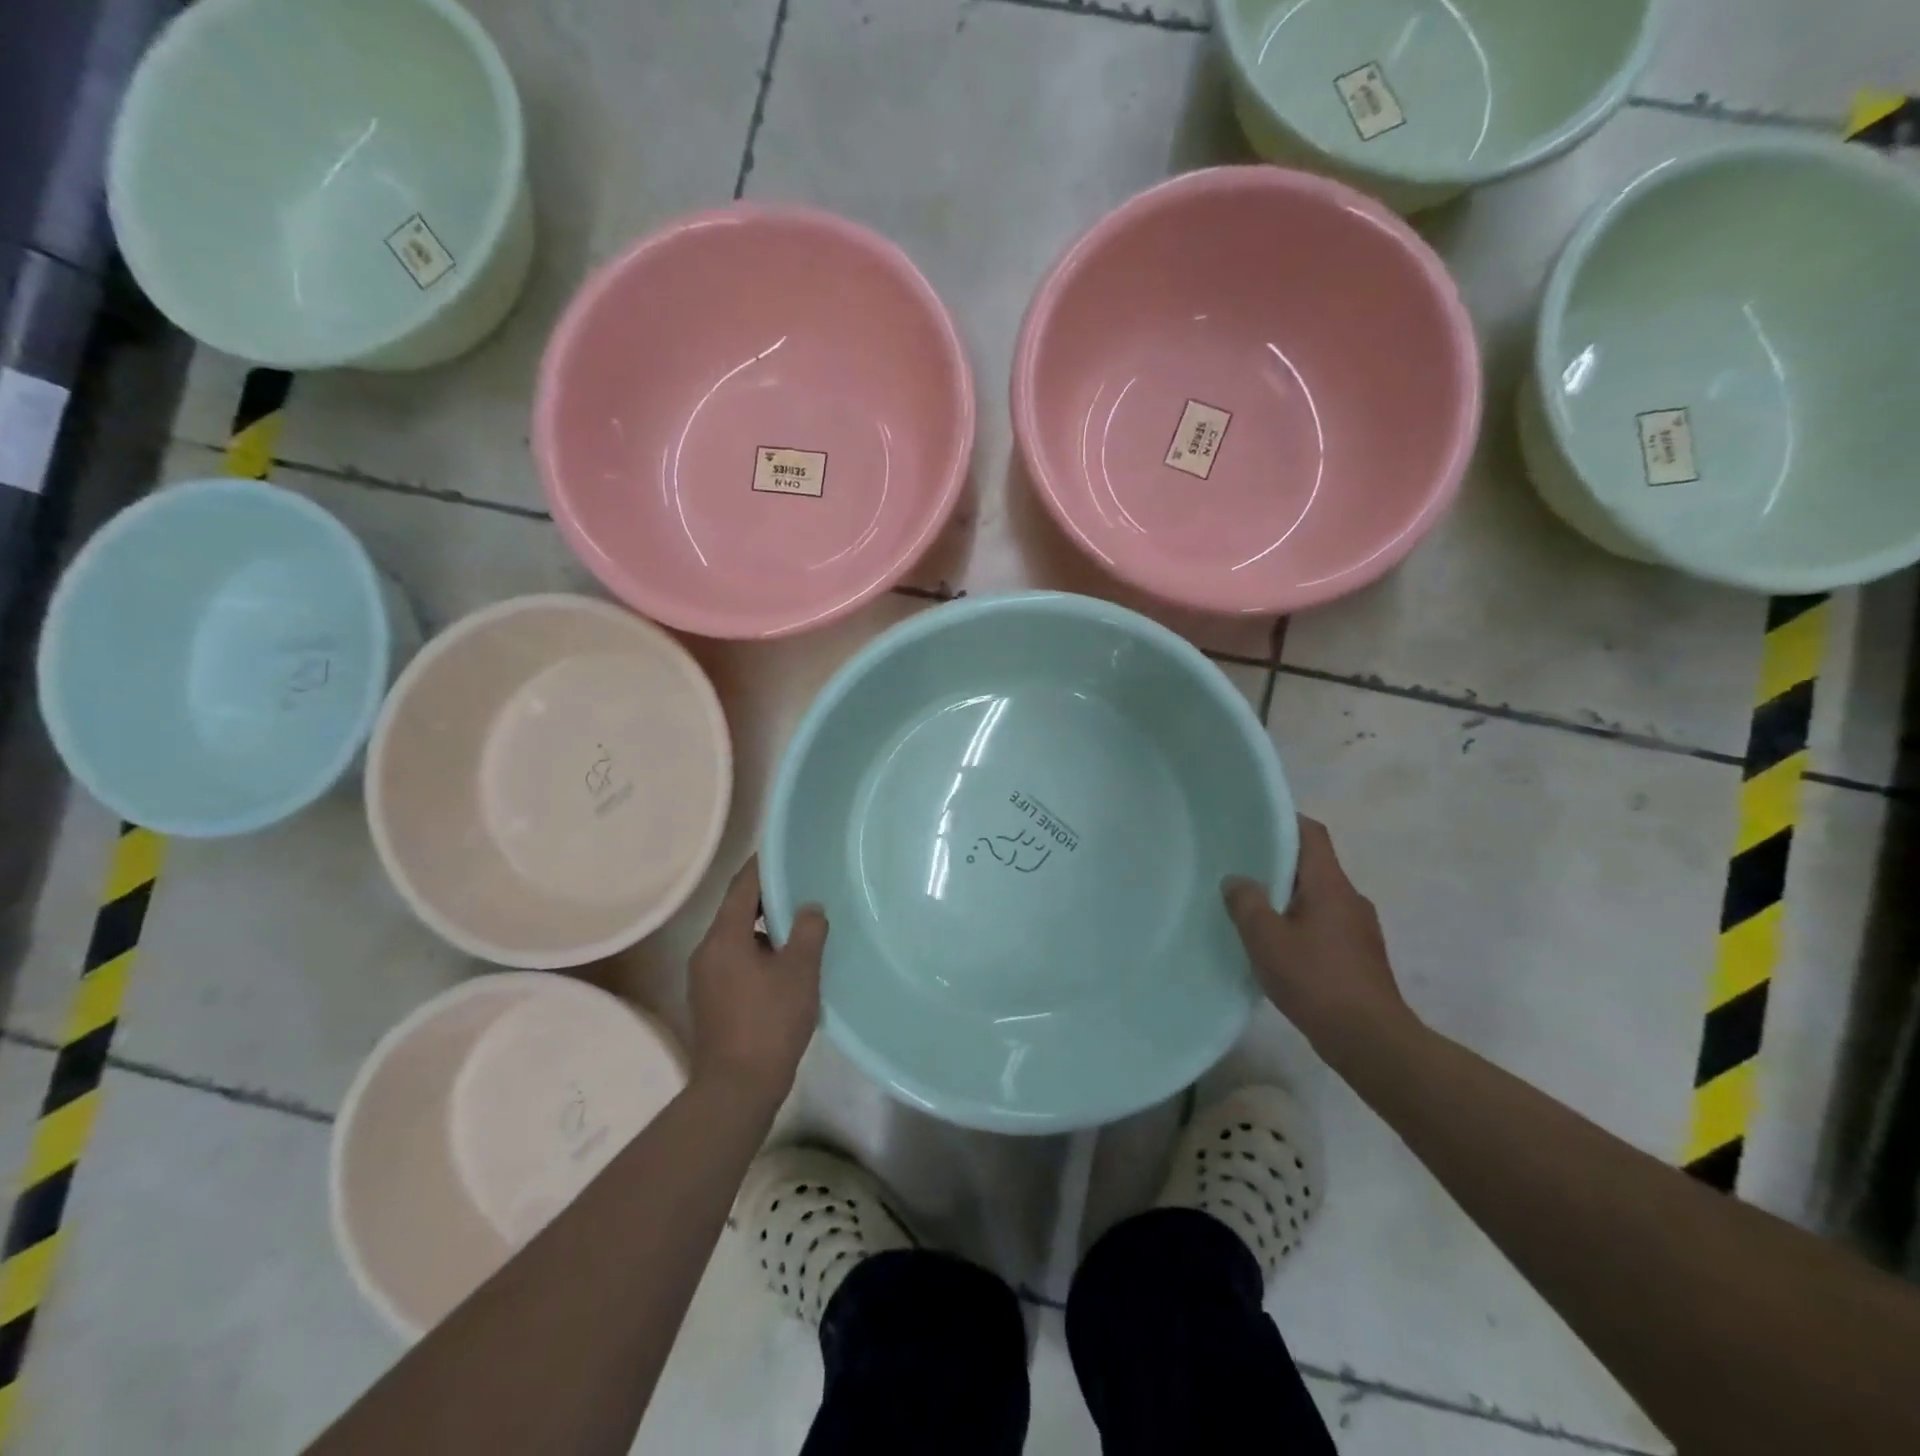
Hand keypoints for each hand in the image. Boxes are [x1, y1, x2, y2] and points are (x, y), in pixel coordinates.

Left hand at [687, 857, 825, 1103]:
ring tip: (799, 926)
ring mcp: (705, 977)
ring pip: (737, 938)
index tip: (785, 850)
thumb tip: (809, 908)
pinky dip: (758, 952)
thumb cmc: (770, 1022)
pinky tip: (785, 964)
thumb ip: (807, 931)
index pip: (742, 886)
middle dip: (767, 898)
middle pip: (736, 910)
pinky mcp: (711, 999)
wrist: (736, 1089)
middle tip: (802, 887)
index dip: (764, 865)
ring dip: (764, 928)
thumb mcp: (799, 972)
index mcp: (723, 937)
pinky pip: (735, 960)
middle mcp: (706, 951)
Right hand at [1222, 817, 1413, 1048]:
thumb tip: (1237, 880)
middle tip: (1241, 868)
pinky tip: (1278, 948)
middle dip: (1279, 864)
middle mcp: (1351, 899)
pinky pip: (1325, 925)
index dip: (1286, 821)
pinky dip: (1301, 925)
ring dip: (1289, 898)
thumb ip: (1247, 904)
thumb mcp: (1266, 940)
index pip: (1313, 835)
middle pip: (1313, 866)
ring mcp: (1360, 929)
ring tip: (1254, 910)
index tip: (1255, 821)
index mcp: (1331, 886)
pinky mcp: (1360, 957)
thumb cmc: (1317, 981)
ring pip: (1318, 898)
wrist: (1372, 1041)